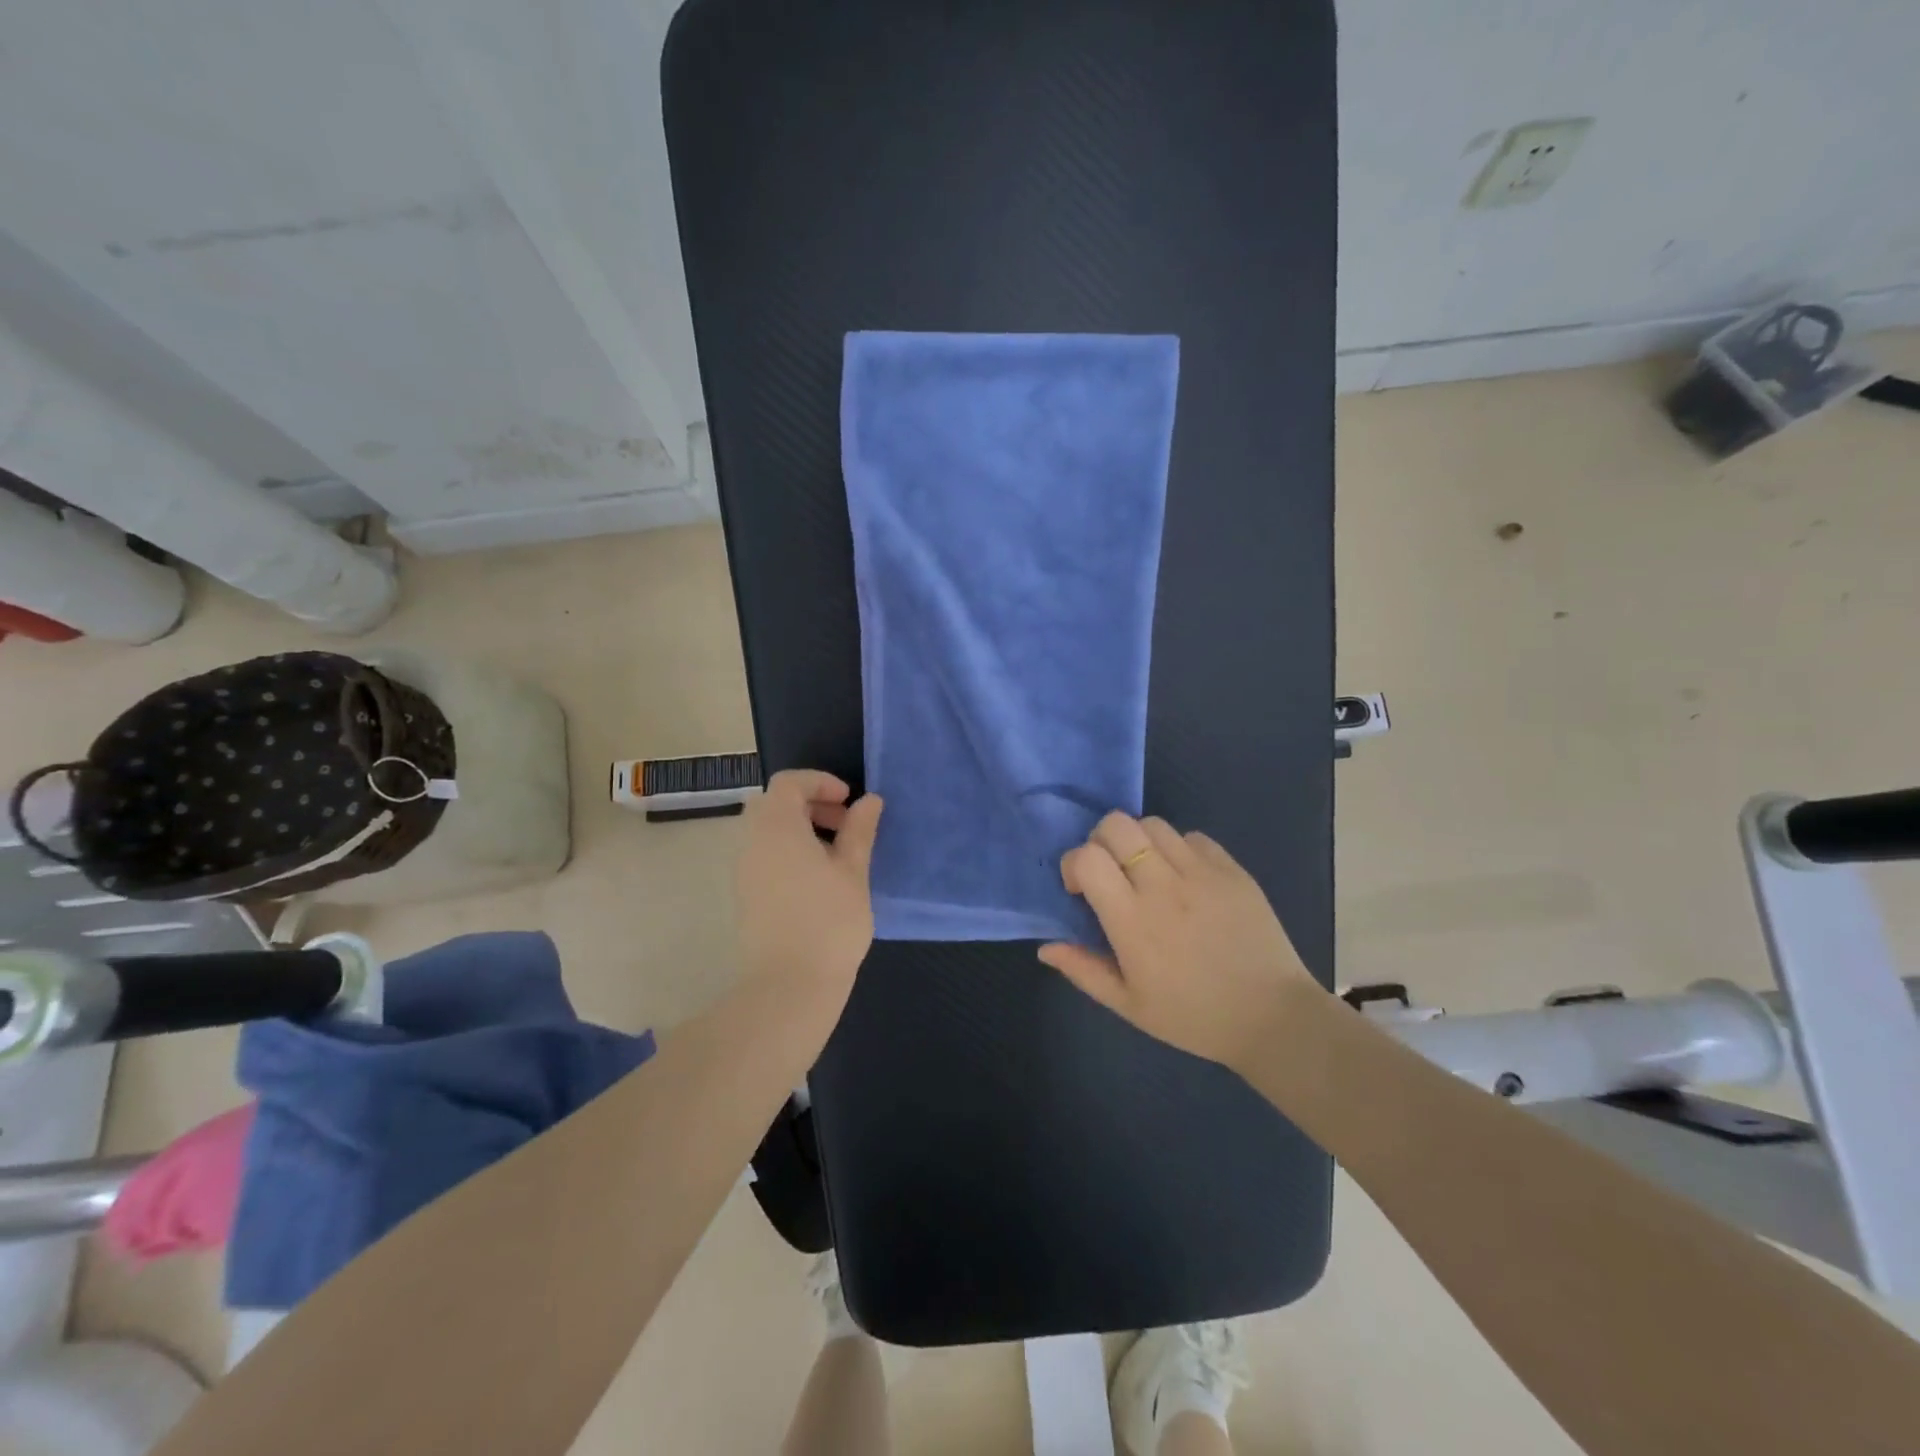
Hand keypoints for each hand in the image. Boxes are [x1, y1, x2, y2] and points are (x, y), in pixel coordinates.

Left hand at [735, 770, 883, 1027]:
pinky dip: (790, 851)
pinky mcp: (746, 895)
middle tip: (845, 825)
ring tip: (838, 856)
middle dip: (811, 804)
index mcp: (777, 827)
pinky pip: (765, 854)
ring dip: (801, 829)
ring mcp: (744, 870)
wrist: (788, 986)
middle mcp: (752, 841)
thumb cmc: (828, 922)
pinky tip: (820, 880)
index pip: (789, 782)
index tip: (849, 801)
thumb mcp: (853, 871)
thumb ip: (859, 830)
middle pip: (775, 803)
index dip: (820, 782)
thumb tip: (869, 800)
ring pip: (768, 830)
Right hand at [1038, 811, 1319, 1073]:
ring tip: (1147, 872)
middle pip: (1117, 825)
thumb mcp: (1129, 1005)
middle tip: (1111, 873)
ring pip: (1153, 823)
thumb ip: (1084, 971)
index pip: (1088, 857)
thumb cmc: (1193, 1017)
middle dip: (1101, 841)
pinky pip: (1193, 837)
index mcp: (1133, 921)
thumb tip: (1045, 947)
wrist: (1273, 1018)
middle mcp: (1164, 886)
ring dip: (1139, 841)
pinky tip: (1184, 878)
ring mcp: (1202, 873)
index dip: (1074, 864)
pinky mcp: (1232, 869)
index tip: (1081, 890)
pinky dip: (1178, 848)